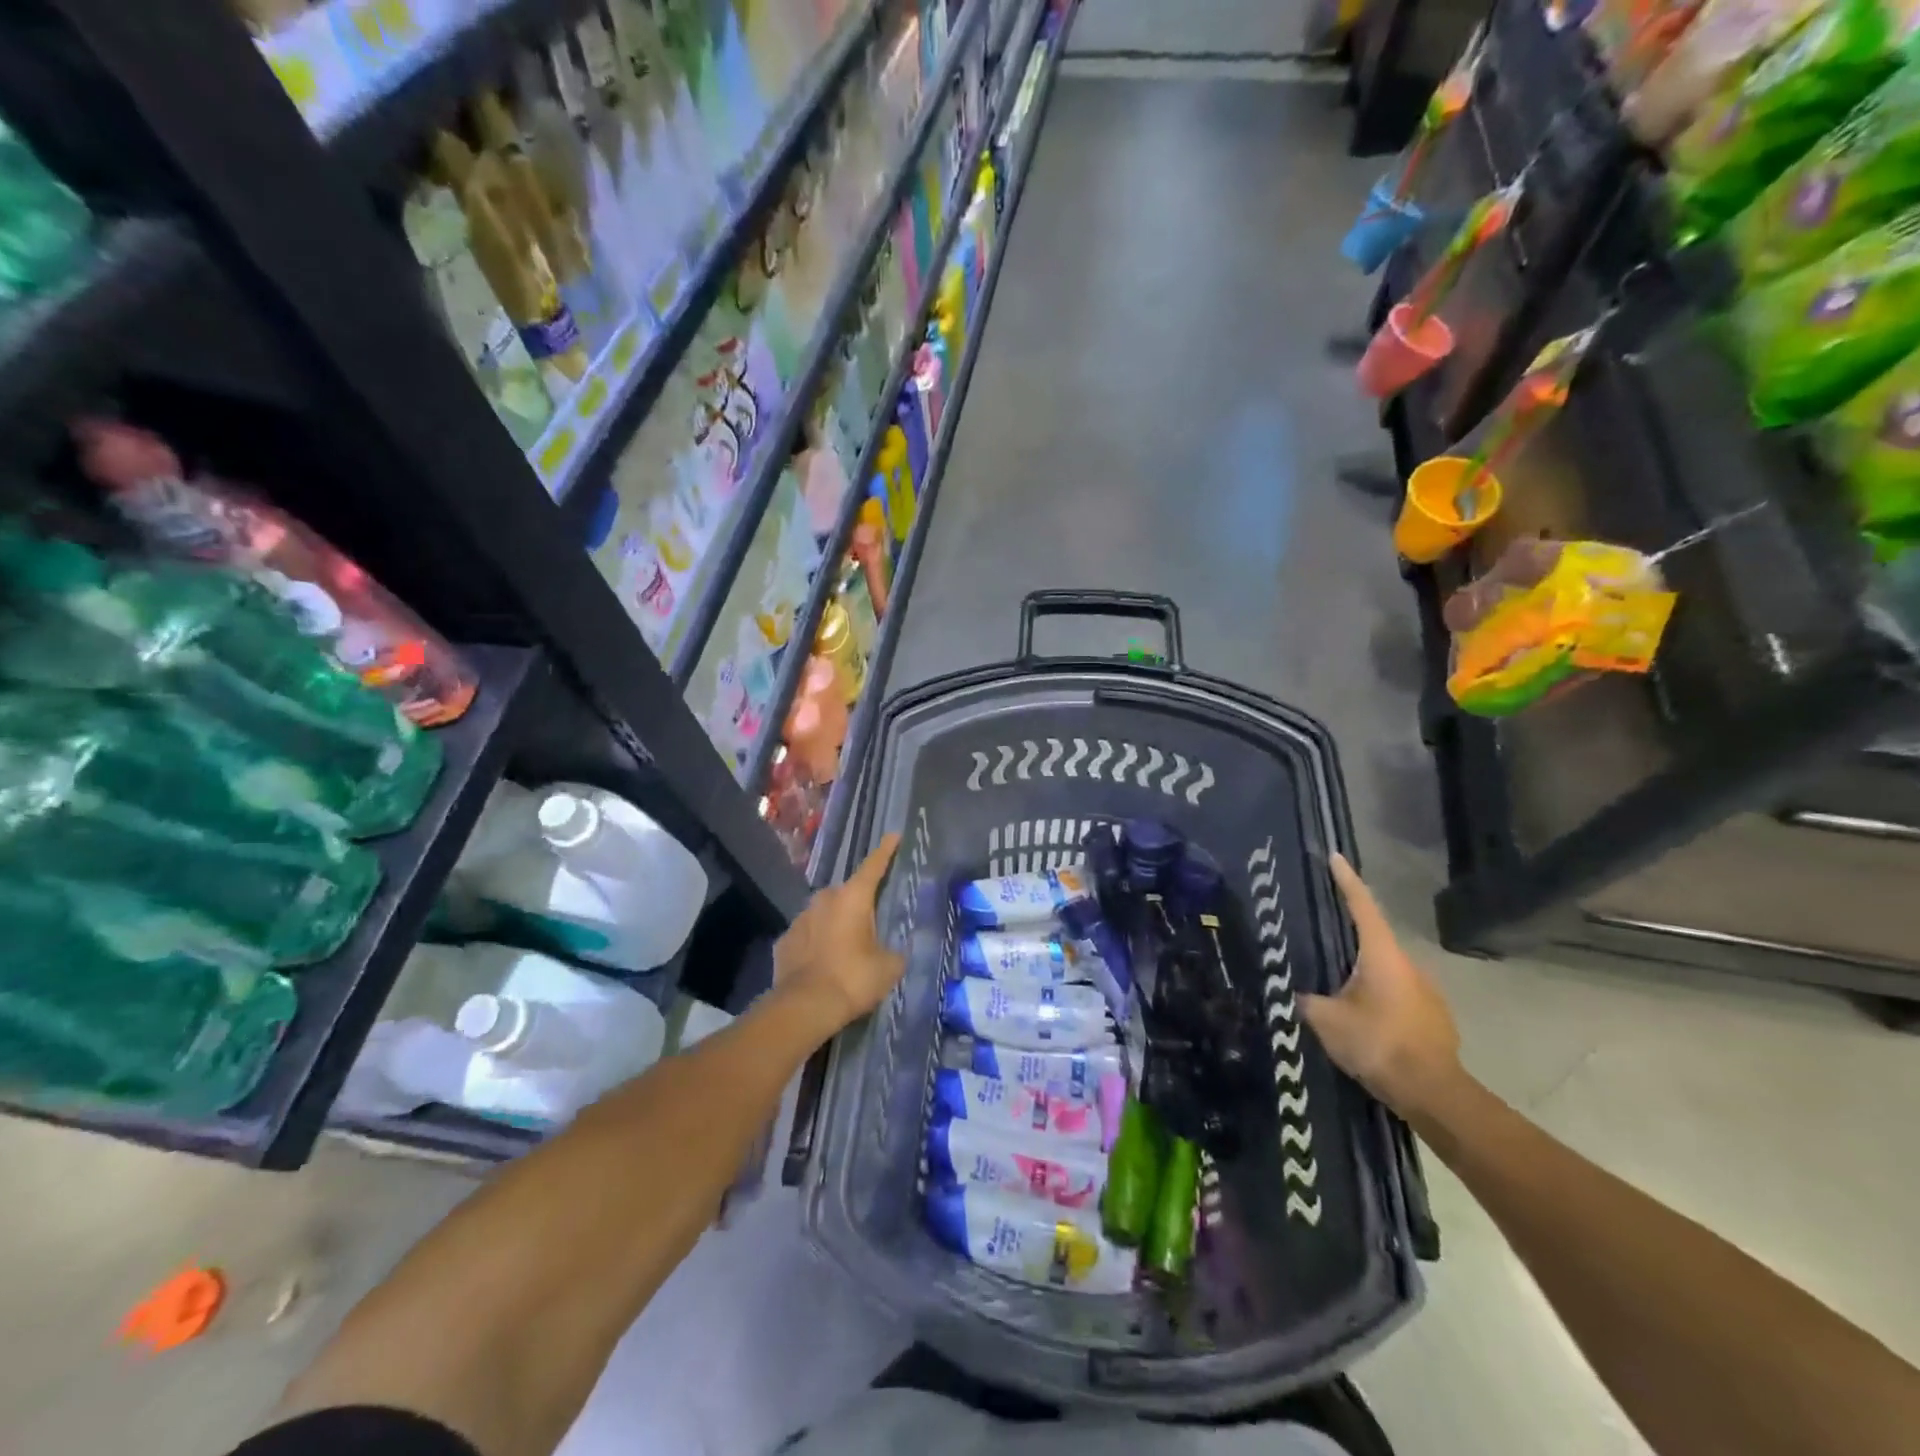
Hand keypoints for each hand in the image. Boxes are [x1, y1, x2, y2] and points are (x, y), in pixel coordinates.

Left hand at [773, 834, 904, 1033]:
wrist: (805, 1006)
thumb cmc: (853, 978)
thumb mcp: (889, 967)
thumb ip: (894, 952)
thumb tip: (892, 952)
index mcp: (853, 898)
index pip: (873, 866)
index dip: (885, 851)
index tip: (893, 835)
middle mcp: (824, 899)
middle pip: (847, 894)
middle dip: (858, 905)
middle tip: (870, 924)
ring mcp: (800, 919)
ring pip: (824, 915)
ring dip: (835, 925)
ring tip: (846, 950)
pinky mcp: (784, 941)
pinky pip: (807, 936)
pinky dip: (816, 944)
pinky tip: (823, 964)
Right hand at [1299, 854, 1462, 1118]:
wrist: (1435, 1095)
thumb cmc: (1378, 1045)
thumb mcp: (1327, 1021)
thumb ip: (1306, 1000)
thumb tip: (1292, 991)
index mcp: (1382, 957)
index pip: (1363, 907)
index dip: (1347, 881)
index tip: (1335, 857)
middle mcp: (1409, 965)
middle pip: (1373, 940)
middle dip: (1348, 938)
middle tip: (1320, 939)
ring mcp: (1428, 992)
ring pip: (1387, 971)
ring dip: (1363, 974)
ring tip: (1337, 989)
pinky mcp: (1435, 1018)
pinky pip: (1399, 996)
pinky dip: (1379, 998)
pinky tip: (1364, 1018)